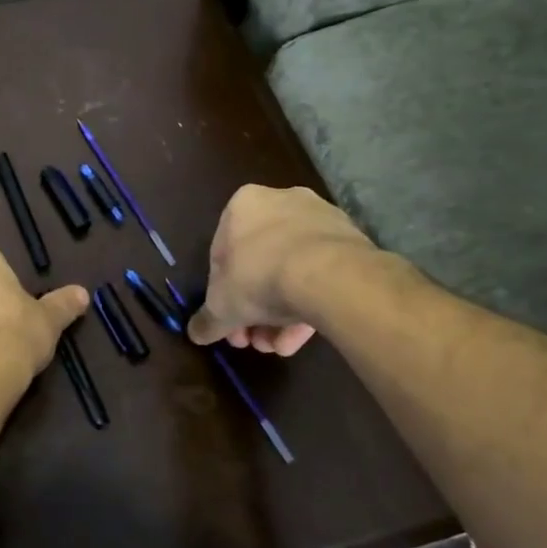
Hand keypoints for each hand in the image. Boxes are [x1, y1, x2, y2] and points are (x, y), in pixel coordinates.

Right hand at [187, 186, 376, 352]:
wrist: (328, 275)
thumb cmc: (259, 277)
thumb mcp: (221, 306)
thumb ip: (207, 320)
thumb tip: (195, 333)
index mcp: (243, 205)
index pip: (222, 254)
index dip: (221, 293)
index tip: (228, 321)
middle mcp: (281, 201)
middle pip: (259, 265)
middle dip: (254, 309)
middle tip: (254, 340)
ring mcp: (320, 219)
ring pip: (292, 272)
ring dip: (281, 314)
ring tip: (280, 346)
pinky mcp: (351, 240)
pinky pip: (321, 274)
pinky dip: (309, 303)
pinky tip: (302, 337)